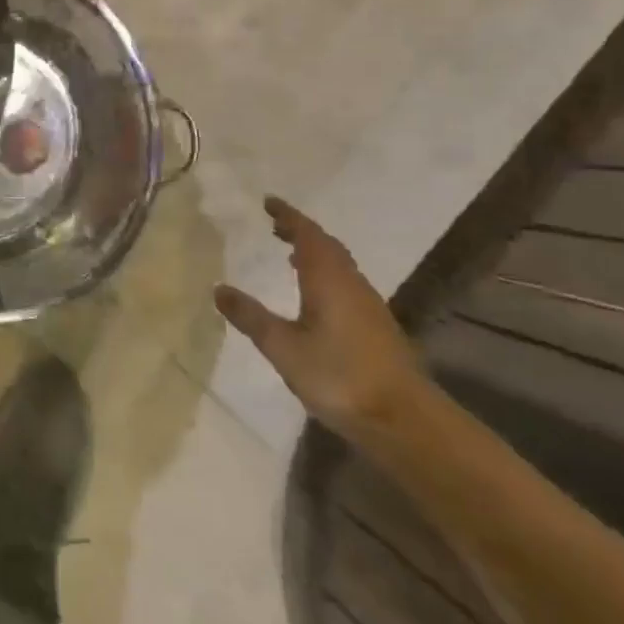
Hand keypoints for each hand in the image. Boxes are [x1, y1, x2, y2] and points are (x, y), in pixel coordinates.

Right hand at [214, 197, 428, 439]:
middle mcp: (351, 285)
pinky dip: (325, 275)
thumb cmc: (339, 376)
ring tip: (290, 254)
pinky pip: (345, 284)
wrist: (405, 422)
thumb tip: (219, 288)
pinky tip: (314, 295)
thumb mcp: (283, 347)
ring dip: (315, 253)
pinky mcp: (376, 328)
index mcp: (328, 280)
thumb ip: (251, 317)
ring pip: (339, 266)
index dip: (288, 216)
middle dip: (301, 232)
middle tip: (275, 225)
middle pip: (327, 246)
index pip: (308, 235)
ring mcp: (368, 307)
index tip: (268, 202)